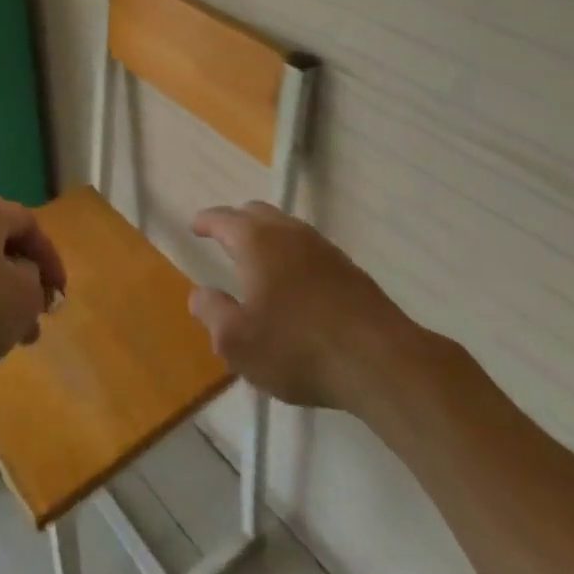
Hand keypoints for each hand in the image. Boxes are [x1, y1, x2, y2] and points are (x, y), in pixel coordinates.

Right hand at [188, 201, 415, 410]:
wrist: (378, 360)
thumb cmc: (297, 348)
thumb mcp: (237, 341)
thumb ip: (212, 313)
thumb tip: (199, 293)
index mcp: (256, 241)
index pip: (223, 219)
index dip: (206, 221)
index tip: (195, 226)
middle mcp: (288, 232)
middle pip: (256, 213)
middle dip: (236, 222)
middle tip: (223, 237)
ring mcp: (322, 247)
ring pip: (285, 228)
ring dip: (266, 236)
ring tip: (257, 260)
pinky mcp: (348, 268)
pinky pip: (307, 248)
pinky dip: (291, 254)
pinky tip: (294, 282)